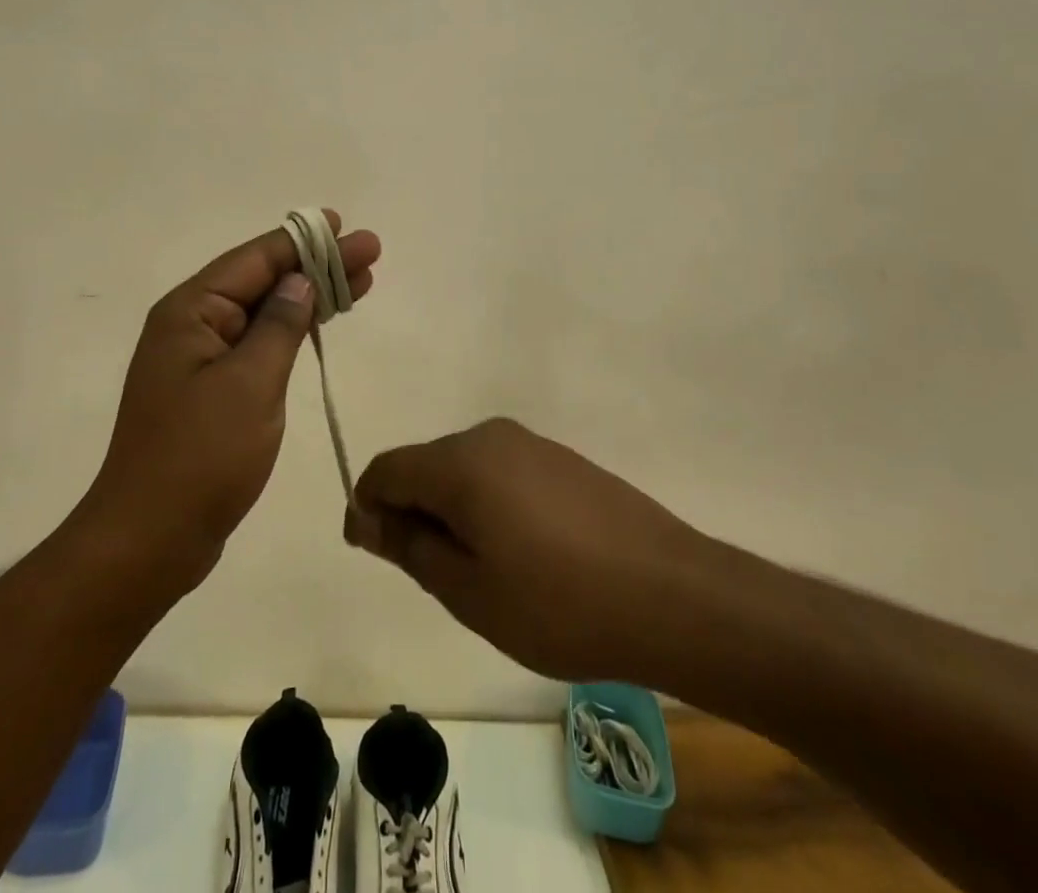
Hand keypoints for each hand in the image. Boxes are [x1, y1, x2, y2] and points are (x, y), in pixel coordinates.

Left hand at [83, 210, 379, 590]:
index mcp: (191, 312)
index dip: (305, 241)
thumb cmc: (200, 456)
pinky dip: (294, 331)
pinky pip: (259, 344)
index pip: (256, 260)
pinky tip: (321, 324)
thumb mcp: (250, 383)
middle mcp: (192, 325)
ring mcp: (201, 359)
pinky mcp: (212, 390)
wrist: (150, 540)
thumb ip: (279, 325)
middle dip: (317, 265)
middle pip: (263, 280)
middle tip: (370, 253)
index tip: (346, 226)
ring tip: (361, 282)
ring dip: (311, 296)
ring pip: (265, 312)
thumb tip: (300, 280)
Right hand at [344, 418, 720, 682]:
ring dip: (453, 512)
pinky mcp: (561, 459)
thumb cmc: (557, 602)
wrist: (670, 593)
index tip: (375, 551)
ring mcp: (531, 443)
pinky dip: (489, 506)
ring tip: (482, 573)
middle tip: (435, 578)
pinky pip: (501, 473)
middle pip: (425, 465)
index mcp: (460, 461)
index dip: (369, 507)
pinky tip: (521, 554)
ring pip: (464, 470)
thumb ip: (410, 546)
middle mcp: (490, 436)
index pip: (387, 468)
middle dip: (413, 511)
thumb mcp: (468, 589)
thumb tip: (367, 517)